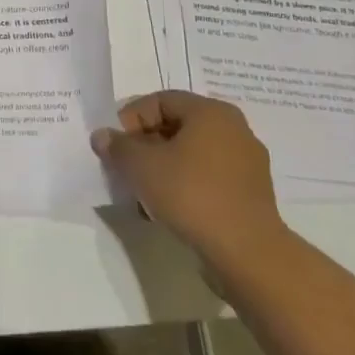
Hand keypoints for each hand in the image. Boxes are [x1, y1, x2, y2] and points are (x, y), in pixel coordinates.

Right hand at [91, 92, 285, 264]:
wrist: (247, 253)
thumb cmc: (191, 194)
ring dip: (165, 166)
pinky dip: (187, 183)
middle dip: (147, 144)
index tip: (118, 146)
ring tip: (146, 190)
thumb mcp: (141, 166)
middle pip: (177, 125)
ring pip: (193, 153)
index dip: (132, 119)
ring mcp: (248, 162)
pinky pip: (210, 176)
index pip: (160, 101)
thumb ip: (117, 146)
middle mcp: (234, 129)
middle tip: (128, 166)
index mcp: (211, 112)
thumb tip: (102, 136)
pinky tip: (171, 206)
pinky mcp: (252, 193)